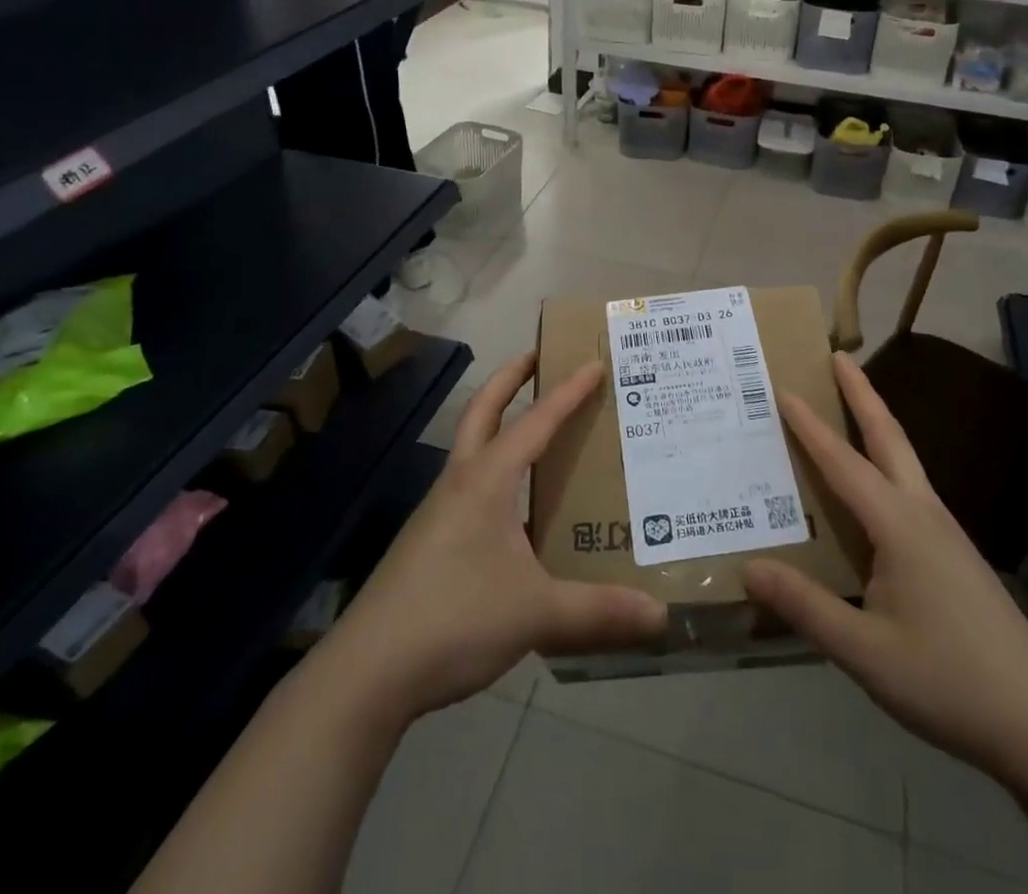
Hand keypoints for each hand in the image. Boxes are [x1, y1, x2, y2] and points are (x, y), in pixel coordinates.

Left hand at [323, 354, 667, 721]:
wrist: (368, 671)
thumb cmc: (455, 618)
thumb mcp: (536, 613)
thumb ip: (598, 611)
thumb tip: (660, 616)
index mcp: (486, 480)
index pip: (536, 421)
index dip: (568, 391)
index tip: (593, 362)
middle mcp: (460, 483)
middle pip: (483, 410)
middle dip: (510, 378)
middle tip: (538, 356)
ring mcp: (438, 512)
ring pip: (472, 448)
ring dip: (499, 424)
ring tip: (536, 429)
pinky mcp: (429, 542)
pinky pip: (468, 487)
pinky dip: (493, 471)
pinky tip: (514, 506)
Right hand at [744, 353, 1027, 789]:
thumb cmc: (949, 680)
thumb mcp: (866, 652)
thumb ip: (805, 607)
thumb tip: (748, 567)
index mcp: (899, 525)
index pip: (843, 462)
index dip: (810, 425)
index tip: (783, 387)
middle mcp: (923, 513)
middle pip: (889, 437)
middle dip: (862, 393)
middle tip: (837, 356)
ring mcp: (945, 532)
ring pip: (905, 460)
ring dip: (876, 424)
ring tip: (850, 406)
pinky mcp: (955, 554)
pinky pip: (910, 489)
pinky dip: (886, 463)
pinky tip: (874, 489)